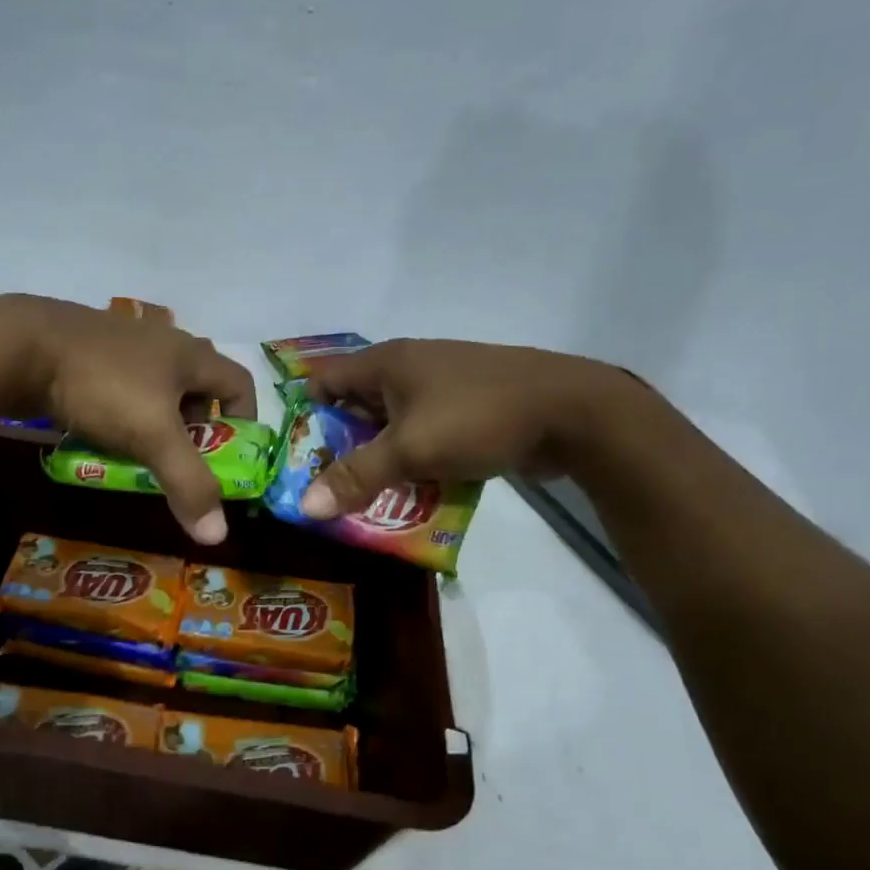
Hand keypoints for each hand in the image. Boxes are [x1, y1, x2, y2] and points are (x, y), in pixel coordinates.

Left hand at [0, 295, 257, 543]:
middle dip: (195, 428)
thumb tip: (218, 535)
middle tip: (180, 460)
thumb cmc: (103, 386)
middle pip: (197, 387)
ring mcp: (120, 342)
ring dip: (154, 421)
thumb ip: (188, 483)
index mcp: (189, 354)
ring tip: (139, 453)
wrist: (19, 346)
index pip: (239, 383)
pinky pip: (118, 385)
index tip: (231, 454)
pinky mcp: (85, 351)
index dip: (244, 420)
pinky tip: (100, 433)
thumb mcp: (153, 437)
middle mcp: (161, 341)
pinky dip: (120, 412)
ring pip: (154, 387)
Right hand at [298, 339, 631, 518]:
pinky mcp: (468, 410)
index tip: (296, 456)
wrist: (572, 413)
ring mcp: (442, 389)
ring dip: (379, 460)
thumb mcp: (410, 450)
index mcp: (387, 363)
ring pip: (393, 426)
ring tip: (362, 499)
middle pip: (356, 406)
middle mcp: (410, 368)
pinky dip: (413, 462)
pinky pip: (425, 436)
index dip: (305, 414)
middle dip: (340, 447)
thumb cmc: (479, 418)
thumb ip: (356, 478)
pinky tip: (410, 494)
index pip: (325, 379)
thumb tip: (304, 506)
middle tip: (325, 487)